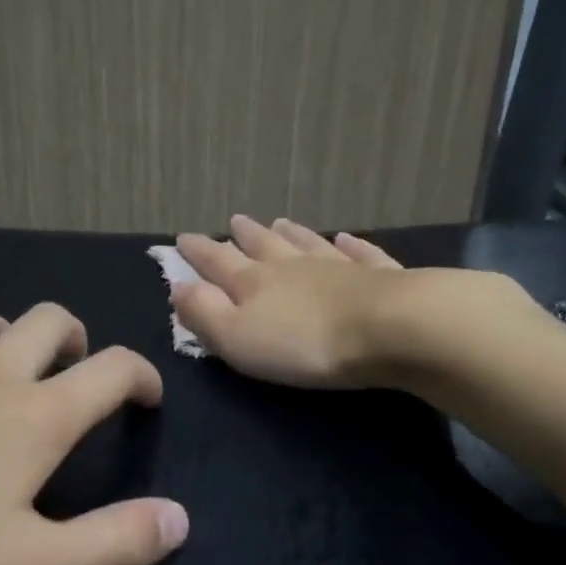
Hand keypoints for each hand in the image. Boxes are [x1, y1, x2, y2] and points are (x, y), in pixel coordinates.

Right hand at [171, 215, 406, 387]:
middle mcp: (293, 267)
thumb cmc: (303, 343)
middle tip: (234, 221)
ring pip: (307, 243)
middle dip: (244, 236)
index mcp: (255, 283)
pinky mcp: (379, 276)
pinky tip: (346, 238)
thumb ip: (204, 313)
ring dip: (291, 234)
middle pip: (263, 246)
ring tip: (279, 222)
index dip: (198, 252)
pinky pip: (360, 253)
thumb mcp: (237, 338)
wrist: (388, 328)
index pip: (218, 262)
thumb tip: (177, 287)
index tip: (182, 238)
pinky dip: (350, 244)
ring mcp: (338, 266)